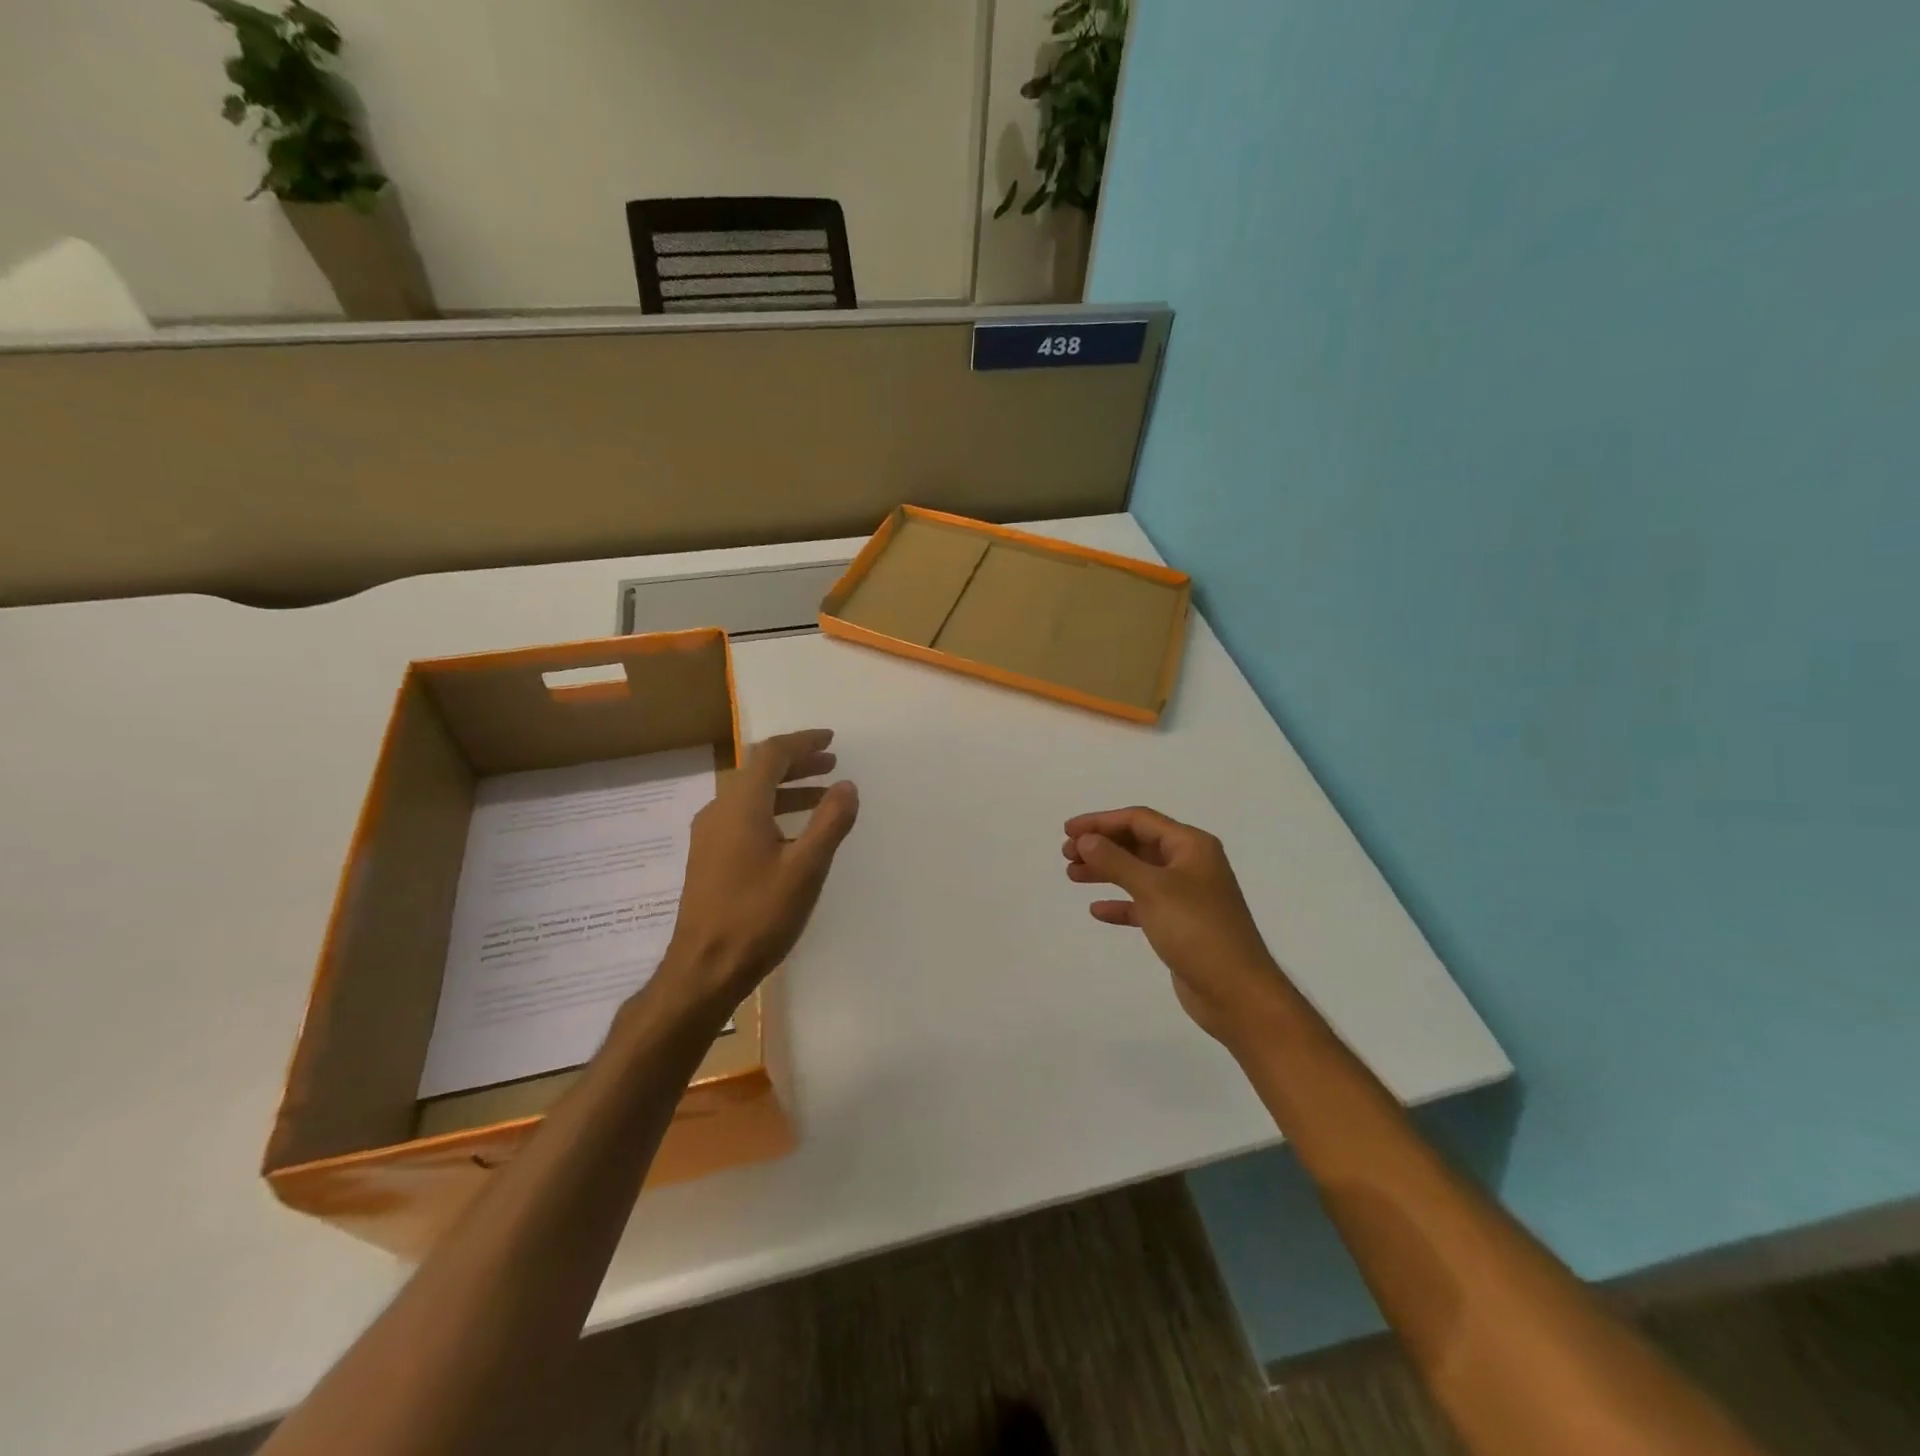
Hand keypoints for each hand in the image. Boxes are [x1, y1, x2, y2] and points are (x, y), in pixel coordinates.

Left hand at [661, 728, 858, 1009]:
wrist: (703, 969)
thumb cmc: (758, 916)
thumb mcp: (805, 868)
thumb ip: (830, 822)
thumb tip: (846, 785)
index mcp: (740, 806)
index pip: (771, 754)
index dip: (802, 742)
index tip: (831, 740)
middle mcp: (719, 811)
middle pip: (758, 771)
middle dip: (796, 763)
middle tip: (831, 764)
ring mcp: (709, 835)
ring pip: (750, 796)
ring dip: (786, 788)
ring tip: (821, 796)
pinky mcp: (708, 858)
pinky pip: (742, 817)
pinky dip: (772, 810)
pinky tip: (792, 833)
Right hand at [1063, 806, 1287, 1048]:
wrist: (1237, 993)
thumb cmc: (1197, 931)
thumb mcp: (1152, 889)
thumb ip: (1115, 860)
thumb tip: (1086, 839)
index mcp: (1191, 846)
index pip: (1139, 820)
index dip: (1101, 821)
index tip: (1068, 831)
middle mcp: (1190, 864)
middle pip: (1138, 843)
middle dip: (1102, 845)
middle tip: (1066, 854)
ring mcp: (1187, 895)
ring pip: (1138, 873)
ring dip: (1106, 871)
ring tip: (1072, 875)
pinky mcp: (1181, 925)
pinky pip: (1144, 904)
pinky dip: (1121, 903)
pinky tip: (1097, 910)